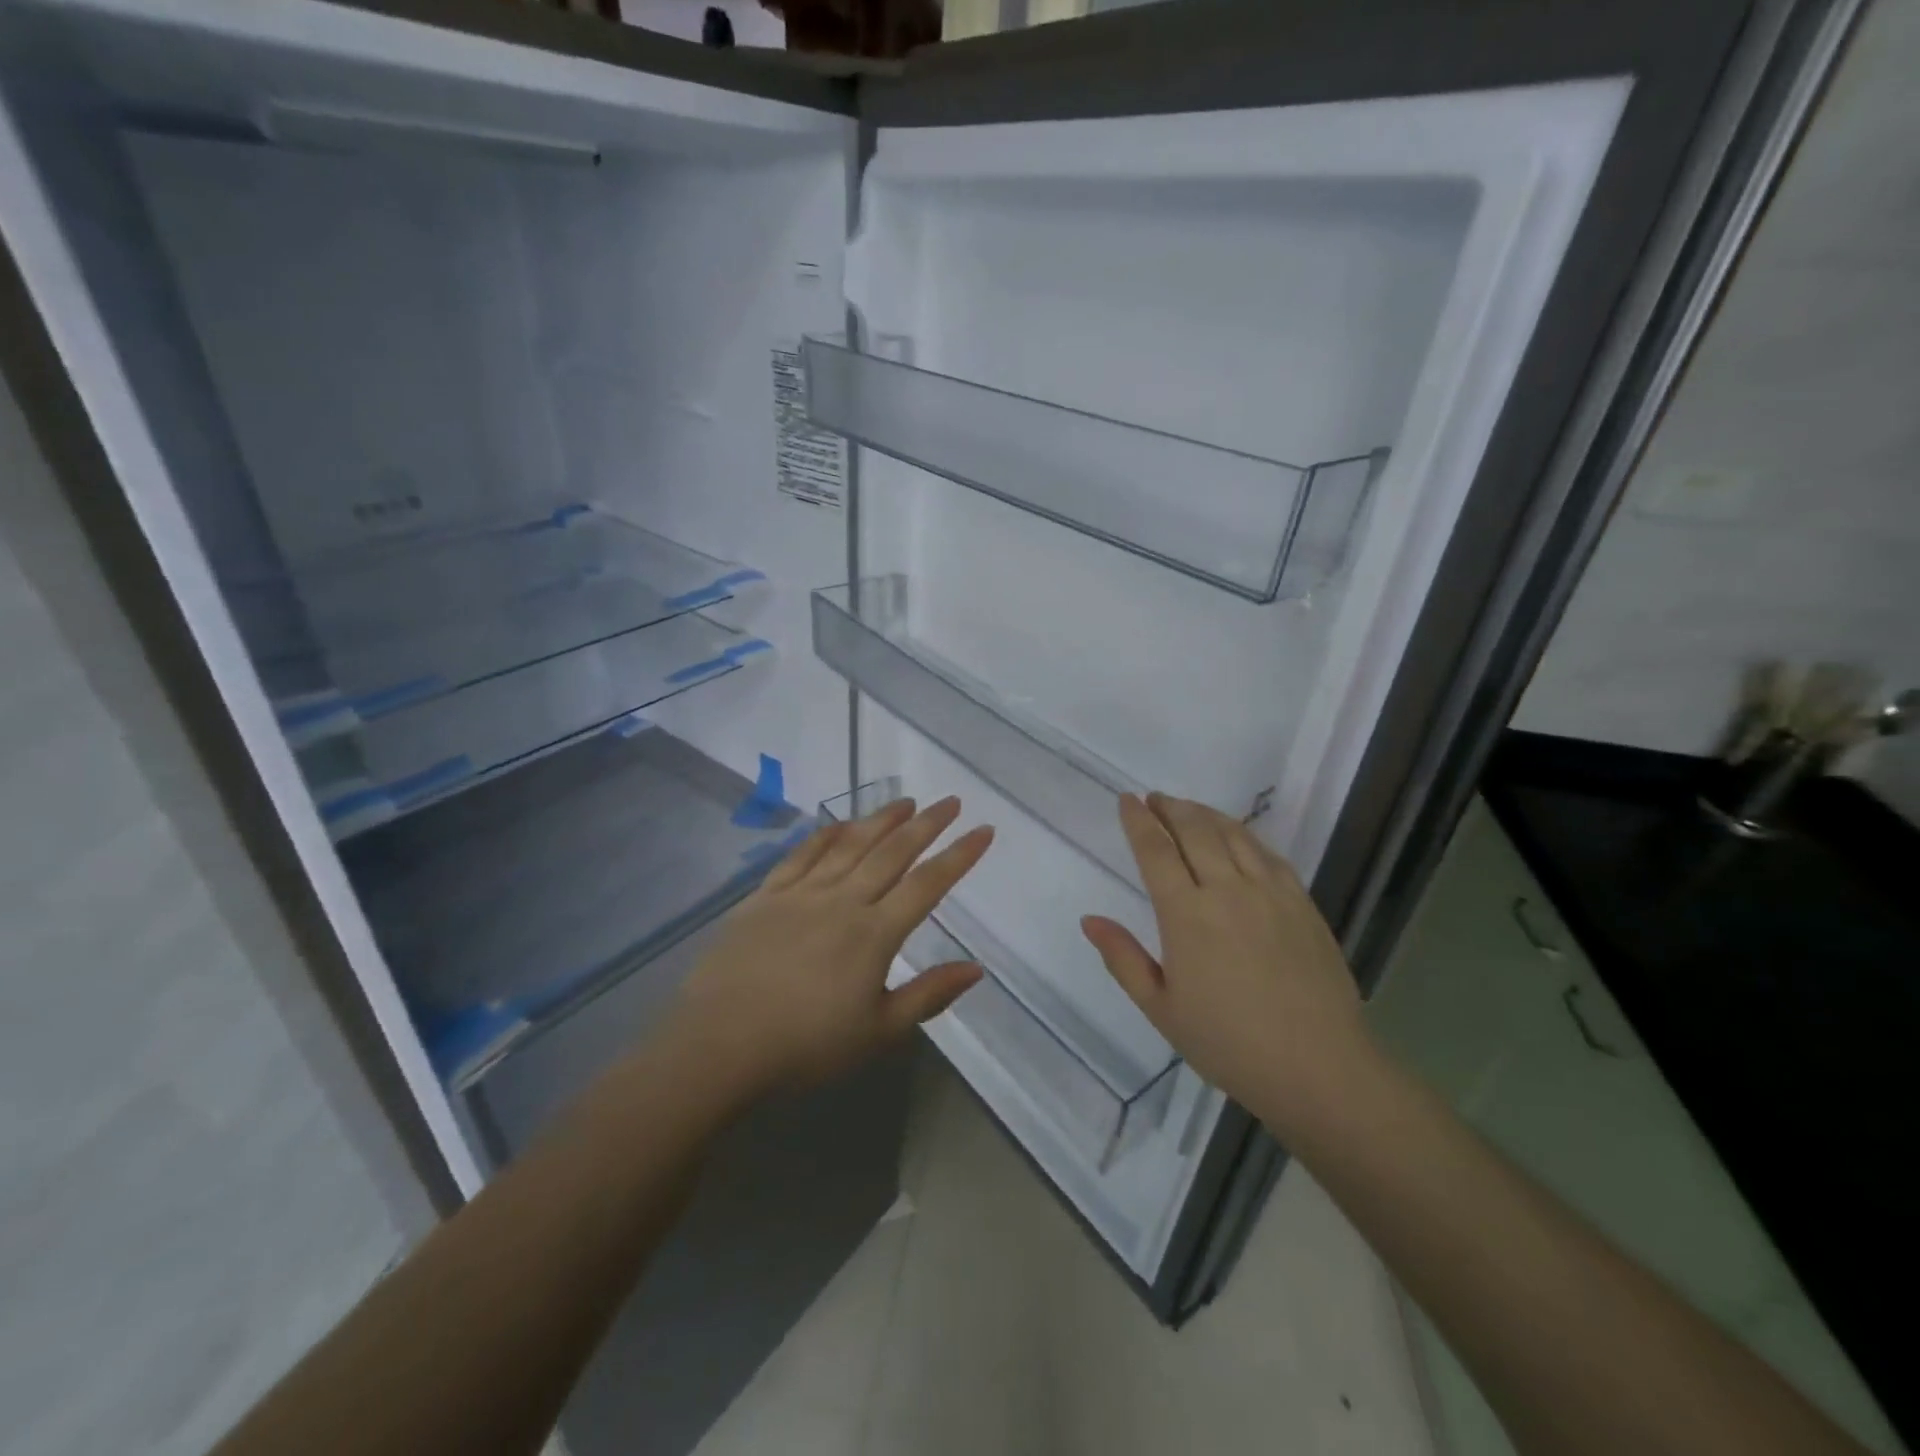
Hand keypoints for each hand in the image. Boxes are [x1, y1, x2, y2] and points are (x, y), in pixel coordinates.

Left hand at [663, 797, 992, 1107]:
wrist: (719, 1045)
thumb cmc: (805, 1046)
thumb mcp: (878, 1032)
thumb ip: (928, 995)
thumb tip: (976, 969)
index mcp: (874, 933)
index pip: (928, 884)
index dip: (959, 855)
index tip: (983, 830)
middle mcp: (843, 900)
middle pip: (892, 852)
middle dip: (927, 824)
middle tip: (950, 802)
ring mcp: (801, 893)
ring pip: (850, 844)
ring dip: (881, 820)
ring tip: (905, 802)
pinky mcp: (766, 896)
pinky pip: (802, 854)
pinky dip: (826, 834)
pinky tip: (841, 824)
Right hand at [1080, 793, 1372, 1133]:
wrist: (1318, 1068)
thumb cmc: (1229, 1043)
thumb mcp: (1161, 1008)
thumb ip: (1123, 958)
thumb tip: (1089, 920)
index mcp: (1186, 915)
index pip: (1156, 852)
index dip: (1139, 821)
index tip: (1127, 800)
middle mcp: (1226, 890)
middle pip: (1195, 831)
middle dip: (1170, 808)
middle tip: (1155, 798)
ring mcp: (1270, 893)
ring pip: (1233, 835)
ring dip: (1205, 814)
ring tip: (1188, 808)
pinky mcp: (1302, 903)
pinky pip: (1268, 854)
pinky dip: (1245, 835)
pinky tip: (1237, 836)